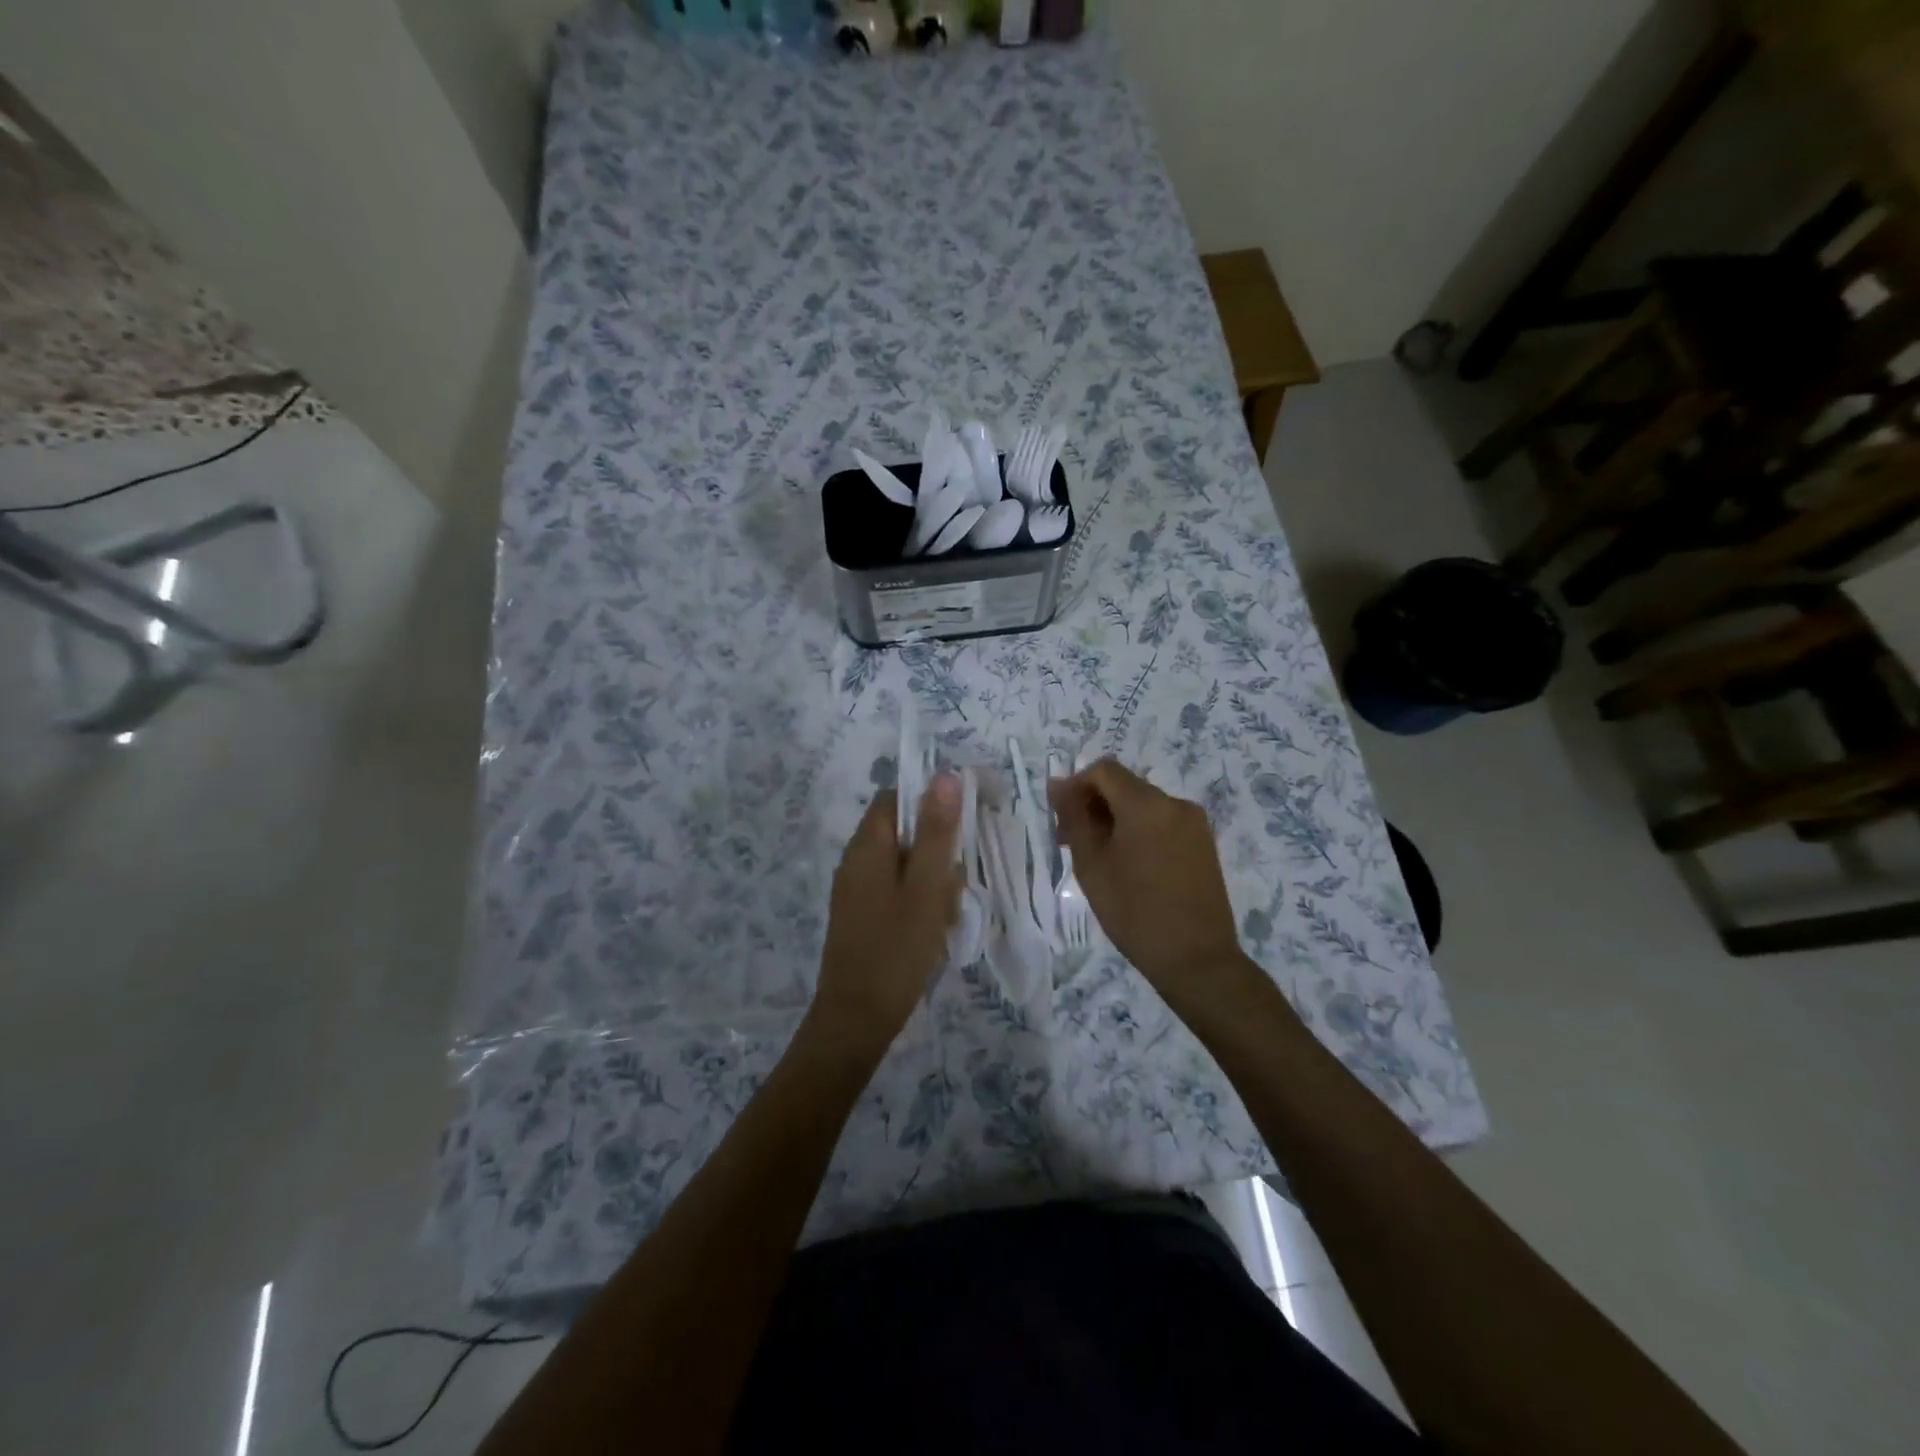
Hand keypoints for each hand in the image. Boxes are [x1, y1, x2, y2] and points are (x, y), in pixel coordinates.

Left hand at [811, 774, 963, 1054]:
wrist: (856, 1019)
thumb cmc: (896, 949)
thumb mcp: (926, 887)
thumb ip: (937, 832)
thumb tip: (945, 775)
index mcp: (866, 846)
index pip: (895, 797)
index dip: (929, 801)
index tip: (962, 824)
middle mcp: (855, 861)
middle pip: (903, 832)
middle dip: (936, 851)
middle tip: (953, 886)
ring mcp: (856, 890)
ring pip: (904, 865)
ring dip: (932, 881)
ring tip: (946, 915)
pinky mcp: (862, 915)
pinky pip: (896, 891)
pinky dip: (919, 902)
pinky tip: (933, 930)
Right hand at [1049, 759, 1251, 1010]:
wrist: (1196, 959)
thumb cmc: (1134, 913)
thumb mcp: (1092, 865)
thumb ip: (1073, 818)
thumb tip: (1058, 784)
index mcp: (1147, 804)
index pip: (1103, 770)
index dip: (1075, 785)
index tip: (1059, 818)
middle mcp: (1175, 803)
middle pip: (1124, 786)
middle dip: (1093, 805)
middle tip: (1071, 842)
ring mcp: (1194, 823)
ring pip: (1143, 805)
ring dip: (1115, 819)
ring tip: (1099, 858)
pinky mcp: (1203, 843)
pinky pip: (1162, 822)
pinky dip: (1139, 831)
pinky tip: (1128, 865)